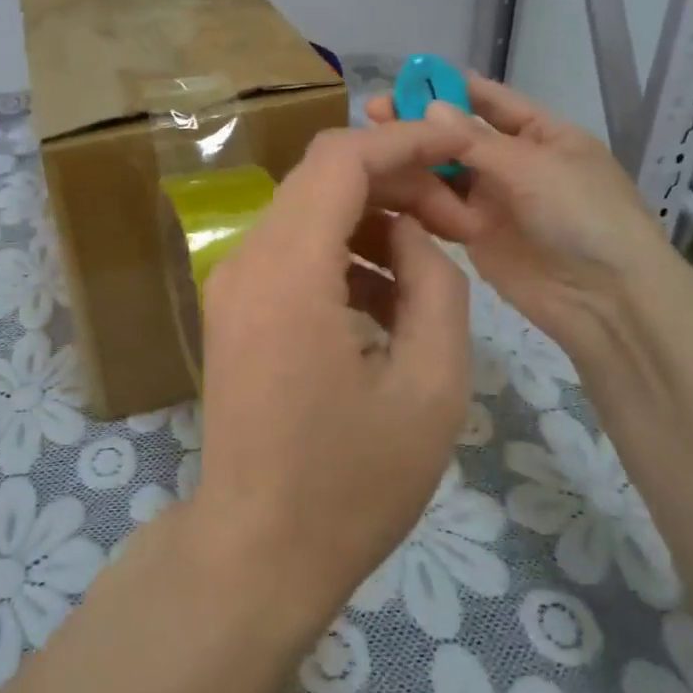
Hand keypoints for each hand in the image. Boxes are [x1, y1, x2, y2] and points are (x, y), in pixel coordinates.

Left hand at [185, 122, 474, 634]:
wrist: (256, 551)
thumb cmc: (350, 483)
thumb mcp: (431, 387)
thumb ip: (435, 286)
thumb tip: (413, 235)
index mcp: (287, 270)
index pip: (340, 160)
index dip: (404, 142)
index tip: (460, 149)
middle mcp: (246, 260)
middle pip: (322, 178)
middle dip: (396, 184)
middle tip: (459, 223)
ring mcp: (232, 284)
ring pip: (308, 213)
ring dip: (371, 220)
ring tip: (432, 264)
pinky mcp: (234, 309)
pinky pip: (292, 253)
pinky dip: (341, 254)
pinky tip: (386, 302)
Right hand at [365, 76, 675, 356]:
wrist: (606, 299)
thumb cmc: (581, 215)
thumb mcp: (532, 166)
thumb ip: (475, 140)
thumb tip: (430, 108)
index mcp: (544, 135)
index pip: (494, 101)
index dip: (453, 87)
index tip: (408, 76)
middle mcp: (517, 163)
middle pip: (461, 136)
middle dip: (422, 123)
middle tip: (375, 110)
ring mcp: (496, 200)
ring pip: (446, 172)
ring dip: (414, 159)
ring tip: (373, 147)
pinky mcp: (476, 235)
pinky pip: (442, 208)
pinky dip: (418, 197)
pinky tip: (384, 184)